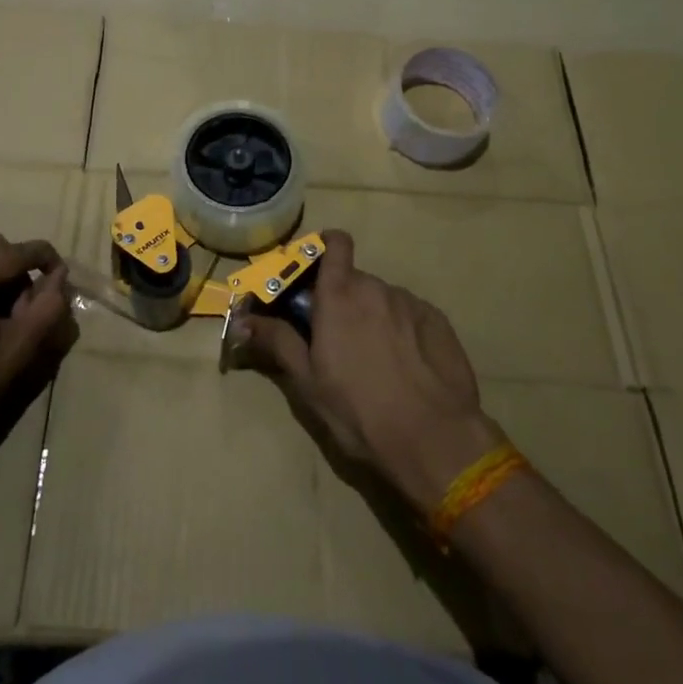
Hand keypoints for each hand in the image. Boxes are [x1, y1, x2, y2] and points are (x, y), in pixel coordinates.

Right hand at [234, 230, 505, 511]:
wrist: (433, 439)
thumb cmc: (358, 409)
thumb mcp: (307, 381)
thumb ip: (277, 341)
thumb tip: (244, 321)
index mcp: (339, 295)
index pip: (335, 244)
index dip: (326, 246)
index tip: (316, 269)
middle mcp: (375, 288)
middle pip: (355, 280)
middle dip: (344, 299)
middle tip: (337, 337)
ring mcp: (410, 303)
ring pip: (383, 299)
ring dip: (373, 316)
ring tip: (375, 358)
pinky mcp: (439, 322)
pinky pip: (411, 315)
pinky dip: (403, 329)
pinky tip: (406, 365)